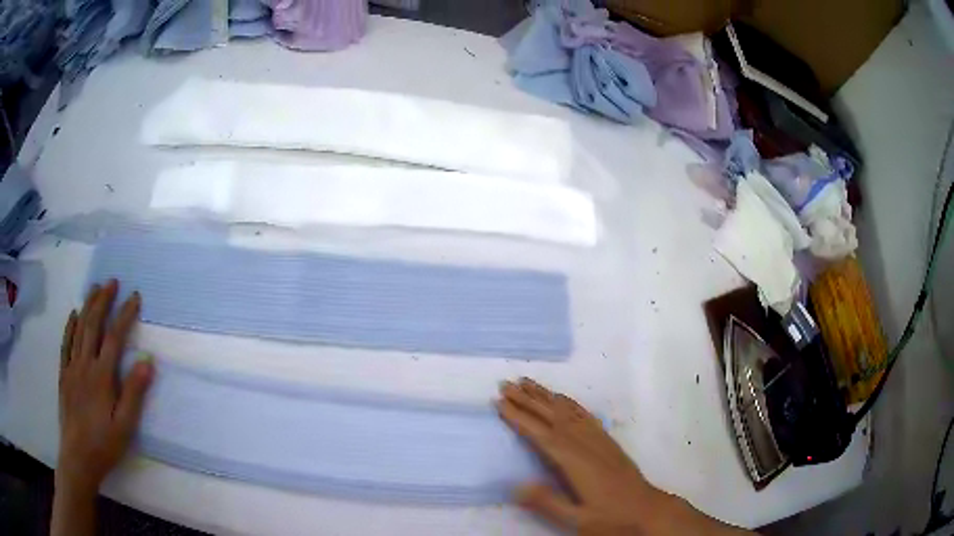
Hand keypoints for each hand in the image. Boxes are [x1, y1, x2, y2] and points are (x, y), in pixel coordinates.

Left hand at [57, 279, 153, 496]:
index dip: (125, 315)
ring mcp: (72, 368)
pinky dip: (70, 326)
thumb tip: (148, 362)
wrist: (78, 457)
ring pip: (79, 329)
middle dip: (103, 300)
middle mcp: (85, 364)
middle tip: (112, 282)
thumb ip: (134, 393)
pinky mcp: (64, 375)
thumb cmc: (105, 444)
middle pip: (93, 325)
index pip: (114, 337)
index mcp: (102, 377)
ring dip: (87, 306)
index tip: (135, 297)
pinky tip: (74, 315)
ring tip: (95, 288)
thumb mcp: (125, 426)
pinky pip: (66, 344)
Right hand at [498, 378, 751, 534]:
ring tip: (528, 383)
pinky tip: (563, 399)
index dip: (520, 418)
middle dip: (528, 399)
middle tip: (506, 384)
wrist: (647, 509)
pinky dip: (570, 403)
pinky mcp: (607, 441)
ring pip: (568, 412)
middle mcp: (585, 444)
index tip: (500, 403)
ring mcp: (598, 439)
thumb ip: (547, 502)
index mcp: (575, 461)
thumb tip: (516, 485)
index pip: (541, 434)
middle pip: (553, 416)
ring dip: (546, 396)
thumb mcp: (577, 519)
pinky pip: (585, 415)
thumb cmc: (611, 517)